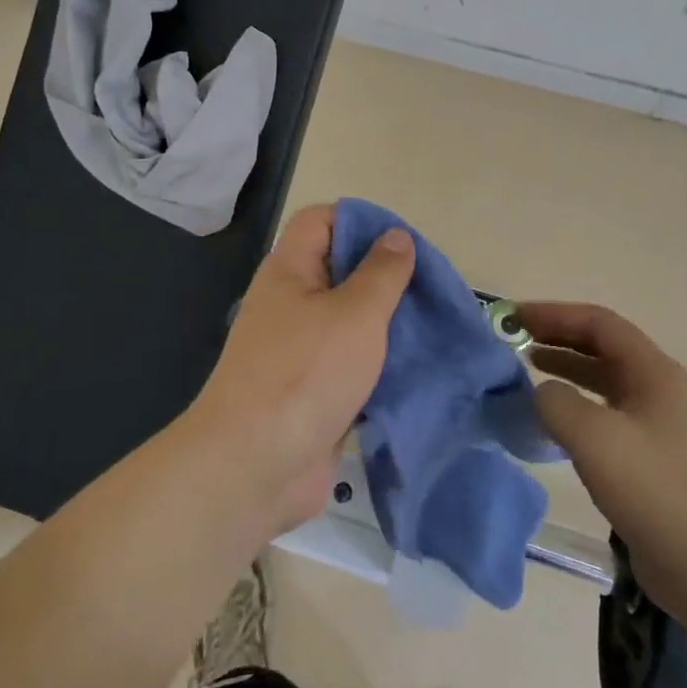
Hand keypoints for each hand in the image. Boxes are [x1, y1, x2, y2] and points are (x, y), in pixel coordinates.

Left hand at [185, 204, 414, 539]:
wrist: (255, 467)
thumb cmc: (306, 373)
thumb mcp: (355, 313)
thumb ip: (381, 273)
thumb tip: (396, 237)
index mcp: (289, 271)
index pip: (321, 221)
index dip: (360, 221)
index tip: (404, 243)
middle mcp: (290, 304)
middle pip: (339, 271)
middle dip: (384, 276)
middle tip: (429, 287)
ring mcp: (299, 350)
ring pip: (349, 321)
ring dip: (386, 324)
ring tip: (431, 325)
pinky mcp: (312, 391)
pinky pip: (350, 363)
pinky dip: (379, 363)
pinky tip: (415, 367)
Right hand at [524, 303, 686, 622]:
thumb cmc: (652, 490)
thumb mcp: (593, 437)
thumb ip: (556, 402)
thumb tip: (541, 393)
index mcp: (654, 371)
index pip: (599, 323)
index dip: (555, 314)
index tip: (515, 318)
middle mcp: (659, 388)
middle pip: (603, 347)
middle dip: (558, 338)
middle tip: (515, 341)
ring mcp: (657, 424)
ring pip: (604, 380)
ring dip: (566, 369)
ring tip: (527, 370)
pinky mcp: (651, 457)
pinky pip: (606, 413)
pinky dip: (576, 405)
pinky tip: (552, 421)